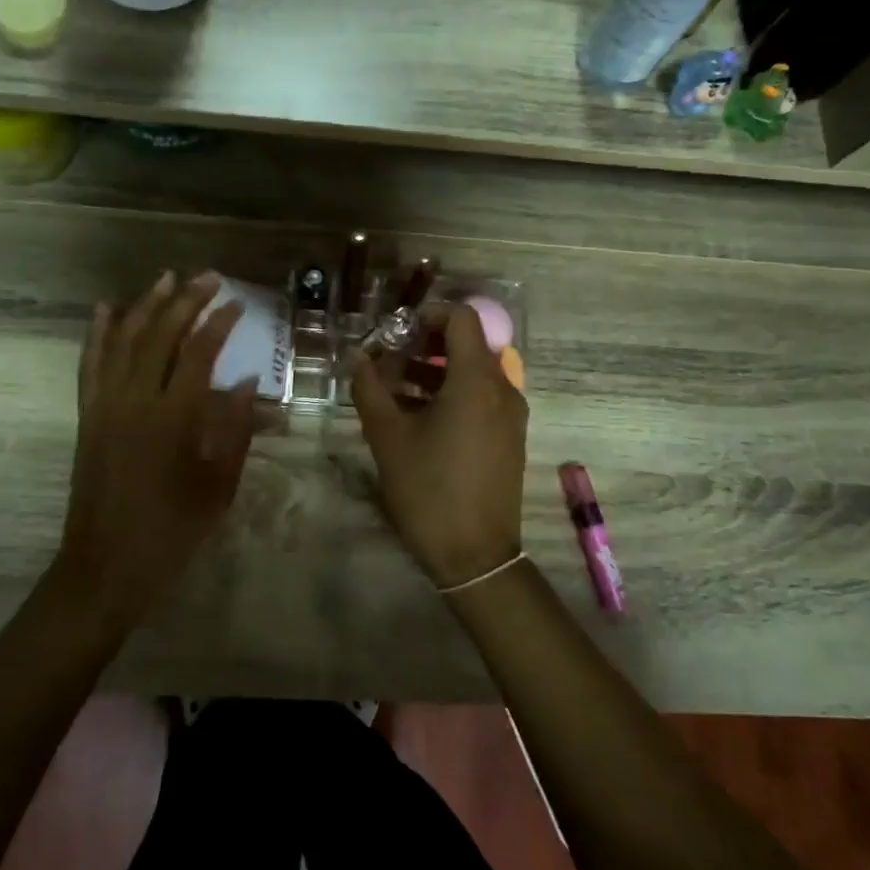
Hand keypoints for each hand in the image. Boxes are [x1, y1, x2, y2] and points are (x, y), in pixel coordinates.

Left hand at [58, 271, 257, 625]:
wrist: (106, 565)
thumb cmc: (172, 531)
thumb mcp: (219, 486)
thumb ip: (235, 429)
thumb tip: (246, 381)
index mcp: (172, 418)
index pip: (198, 353)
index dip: (218, 323)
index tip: (236, 302)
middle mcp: (134, 401)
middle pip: (160, 335)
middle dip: (186, 301)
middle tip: (208, 278)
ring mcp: (105, 405)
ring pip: (123, 341)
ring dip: (145, 305)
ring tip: (167, 279)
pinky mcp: (87, 416)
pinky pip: (90, 365)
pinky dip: (98, 334)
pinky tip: (106, 309)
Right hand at [352, 302, 526, 588]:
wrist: (475, 556)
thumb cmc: (428, 489)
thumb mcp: (387, 436)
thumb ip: (370, 388)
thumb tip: (359, 358)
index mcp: (476, 381)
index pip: (461, 318)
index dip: (427, 313)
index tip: (395, 332)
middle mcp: (502, 388)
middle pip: (467, 344)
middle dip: (425, 344)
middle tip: (388, 360)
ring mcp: (510, 414)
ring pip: (473, 373)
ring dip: (434, 371)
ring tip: (394, 390)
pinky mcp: (509, 437)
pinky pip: (481, 398)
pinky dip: (451, 394)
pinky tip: (417, 418)